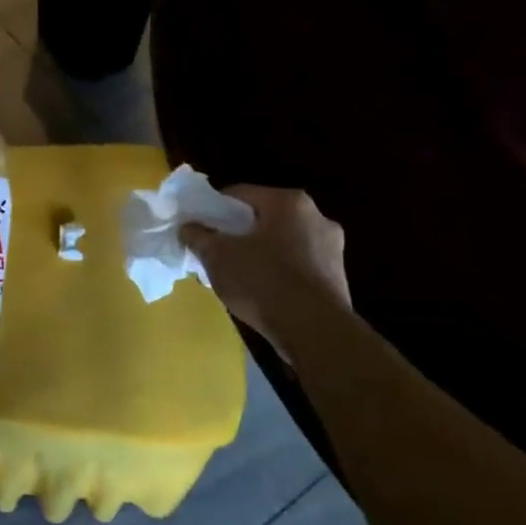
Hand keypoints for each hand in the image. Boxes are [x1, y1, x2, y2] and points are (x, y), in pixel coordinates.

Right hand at [182, 185, 350, 352]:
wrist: (314, 330)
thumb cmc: (263, 281)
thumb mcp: (217, 256)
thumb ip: (198, 236)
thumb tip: (188, 227)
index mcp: (288, 202)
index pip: (240, 194)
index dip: (213, 209)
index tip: (198, 228)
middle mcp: (316, 216)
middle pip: (263, 218)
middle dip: (237, 232)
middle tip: (215, 251)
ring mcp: (332, 246)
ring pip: (281, 241)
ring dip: (258, 252)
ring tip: (236, 274)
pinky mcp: (337, 275)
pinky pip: (297, 263)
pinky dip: (277, 270)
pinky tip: (261, 291)